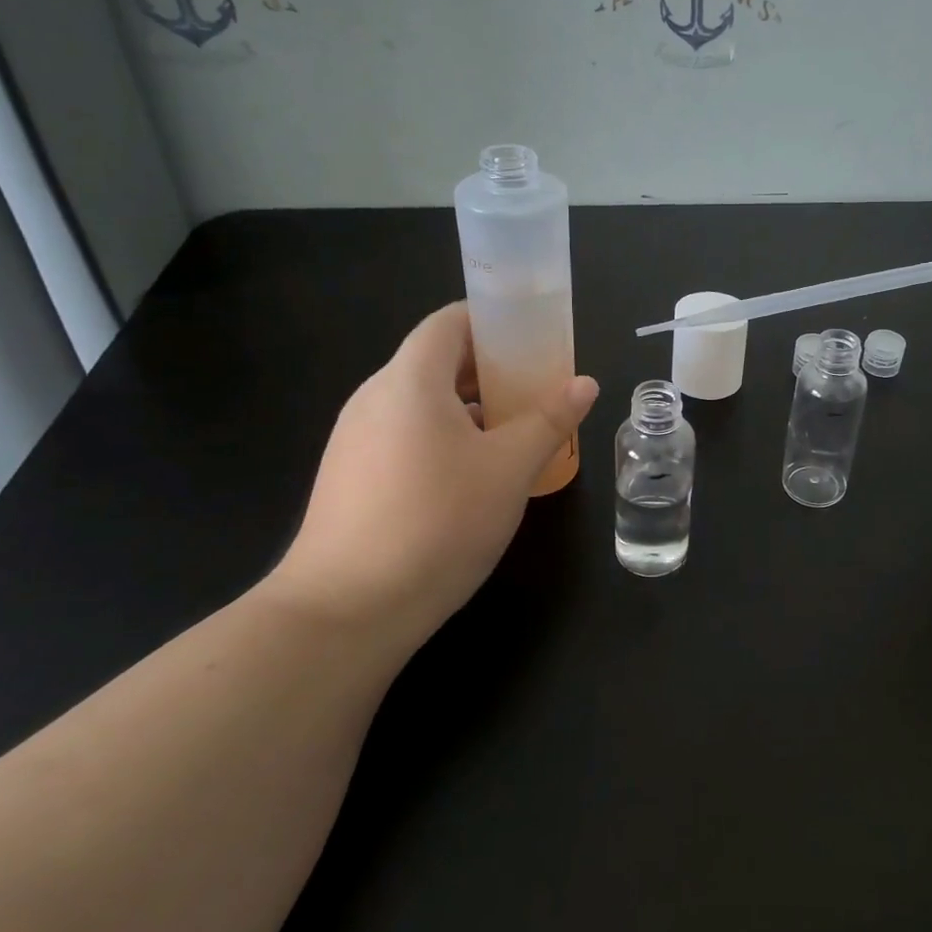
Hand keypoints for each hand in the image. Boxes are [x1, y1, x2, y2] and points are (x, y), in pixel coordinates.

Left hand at [272, 302, 597, 650]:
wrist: (345, 611)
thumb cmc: (437, 522)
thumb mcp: (509, 469)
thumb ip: (549, 419)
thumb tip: (585, 383)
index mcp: (410, 381)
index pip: (449, 322)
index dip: (493, 320)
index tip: (535, 337)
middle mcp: (375, 398)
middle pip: (437, 361)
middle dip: (491, 368)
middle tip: (538, 388)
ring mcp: (356, 439)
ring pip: (422, 402)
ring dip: (471, 407)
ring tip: (516, 431)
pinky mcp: (351, 477)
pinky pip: (406, 435)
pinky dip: (444, 436)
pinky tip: (474, 475)